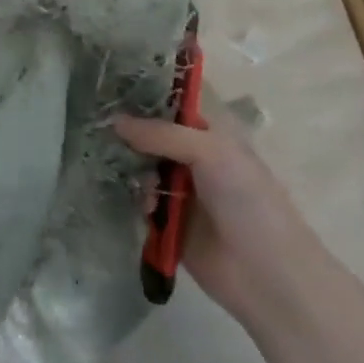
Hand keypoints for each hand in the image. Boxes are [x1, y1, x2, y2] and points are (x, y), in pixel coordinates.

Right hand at [113, 116, 314, 319]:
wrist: (265, 273)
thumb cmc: (247, 200)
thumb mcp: (209, 152)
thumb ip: (161, 134)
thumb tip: (115, 121)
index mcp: (211, 134)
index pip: (173, 105)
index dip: (144, 96)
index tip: (110, 88)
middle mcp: (194, 157)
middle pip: (151, 136)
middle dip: (129, 133)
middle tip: (98, 126)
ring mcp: (181, 190)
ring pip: (142, 168)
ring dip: (131, 168)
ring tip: (123, 171)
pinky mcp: (168, 222)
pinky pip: (141, 201)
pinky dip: (135, 199)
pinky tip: (138, 204)